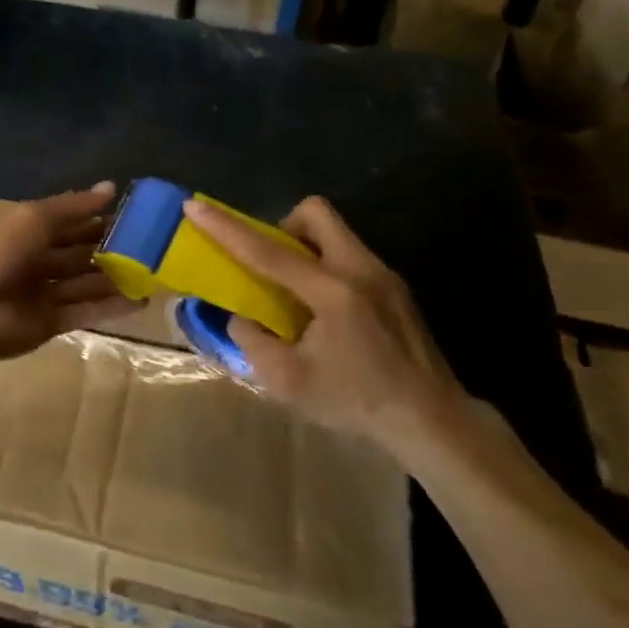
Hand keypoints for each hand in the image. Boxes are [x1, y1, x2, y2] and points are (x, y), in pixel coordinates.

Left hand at [0, 182, 133, 363]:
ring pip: (85, 284)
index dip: (96, 220)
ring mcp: (42, 295)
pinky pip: (85, 312)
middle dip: (109, 251)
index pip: (68, 225)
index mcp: (27, 234)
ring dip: (115, 279)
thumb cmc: (0, 250)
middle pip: (78, 255)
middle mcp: (36, 262)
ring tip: (151, 274)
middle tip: (148, 246)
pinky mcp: (50, 323)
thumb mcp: (35, 217)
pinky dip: (111, 307)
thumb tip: (111, 186)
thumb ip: (74, 205)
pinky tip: (140, 300)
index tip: (131, 217)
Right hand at [182, 196, 466, 454]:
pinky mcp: (396, 288)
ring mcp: (384, 275)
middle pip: (315, 213)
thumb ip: (253, 342)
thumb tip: (240, 317)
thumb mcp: (289, 382)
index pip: (268, 251)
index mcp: (332, 292)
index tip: (195, 205)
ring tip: (296, 295)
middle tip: (271, 263)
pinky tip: (327, 315)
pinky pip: (350, 256)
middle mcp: (360, 270)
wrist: (432, 422)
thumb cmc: (358, 402)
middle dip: (283, 226)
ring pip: (335, 233)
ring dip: (306, 250)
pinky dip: (326, 268)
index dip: (226, 228)